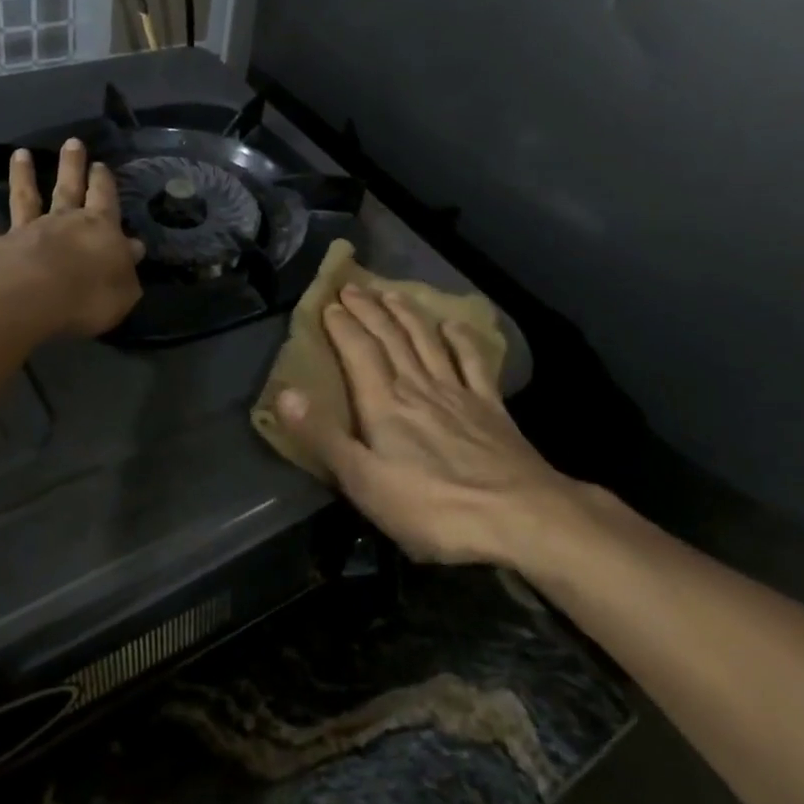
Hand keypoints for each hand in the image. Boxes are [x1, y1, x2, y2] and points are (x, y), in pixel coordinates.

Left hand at [0, 138, 144, 338]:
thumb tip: (133, 248)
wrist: (31, 298)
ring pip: (24, 198)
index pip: (104, 200)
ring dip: (22, 175)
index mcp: (97, 229)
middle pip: (67, 188)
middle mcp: (60, 222)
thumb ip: (126, 268)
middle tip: (72, 142)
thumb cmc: (87, 296)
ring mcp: (22, 231)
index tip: (101, 165)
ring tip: (20, 153)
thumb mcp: (124, 289)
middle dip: (71, 165)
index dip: (104, 183)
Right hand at [278, 286, 585, 565]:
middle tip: (353, 287)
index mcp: (385, 404)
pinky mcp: (491, 407)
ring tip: (392, 293)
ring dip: (407, 315)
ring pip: (426, 341)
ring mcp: (458, 393)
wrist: (519, 515)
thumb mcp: (365, 482)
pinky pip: (473, 362)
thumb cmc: (433, 506)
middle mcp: (418, 387)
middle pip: (390, 338)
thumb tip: (285, 393)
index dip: (342, 326)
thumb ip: (324, 436)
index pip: (358, 352)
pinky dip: (461, 340)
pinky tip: (454, 326)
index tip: (328, 303)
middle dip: (369, 310)